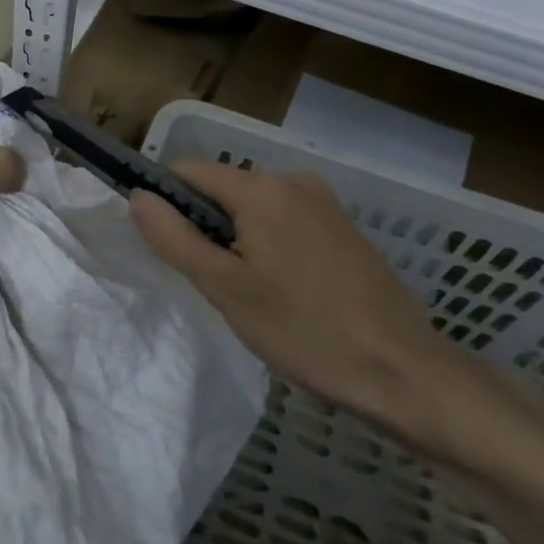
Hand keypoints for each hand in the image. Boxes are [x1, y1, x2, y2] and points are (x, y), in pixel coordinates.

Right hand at [130, 162, 466, 432]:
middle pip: (222, 189)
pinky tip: (284, 292)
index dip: (165, 201)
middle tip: (213, 283)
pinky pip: (284, 222)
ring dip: (236, 240)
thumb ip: (174, 238)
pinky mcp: (344, 227)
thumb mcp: (225, 288)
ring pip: (253, 209)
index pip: (188, 171)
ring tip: (250, 294)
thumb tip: (138, 197)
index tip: (165, 246)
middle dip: (205, 227)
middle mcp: (294, 181)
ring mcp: (325, 203)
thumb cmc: (304, 330)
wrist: (404, 373)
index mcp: (263, 189)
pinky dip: (268, 246)